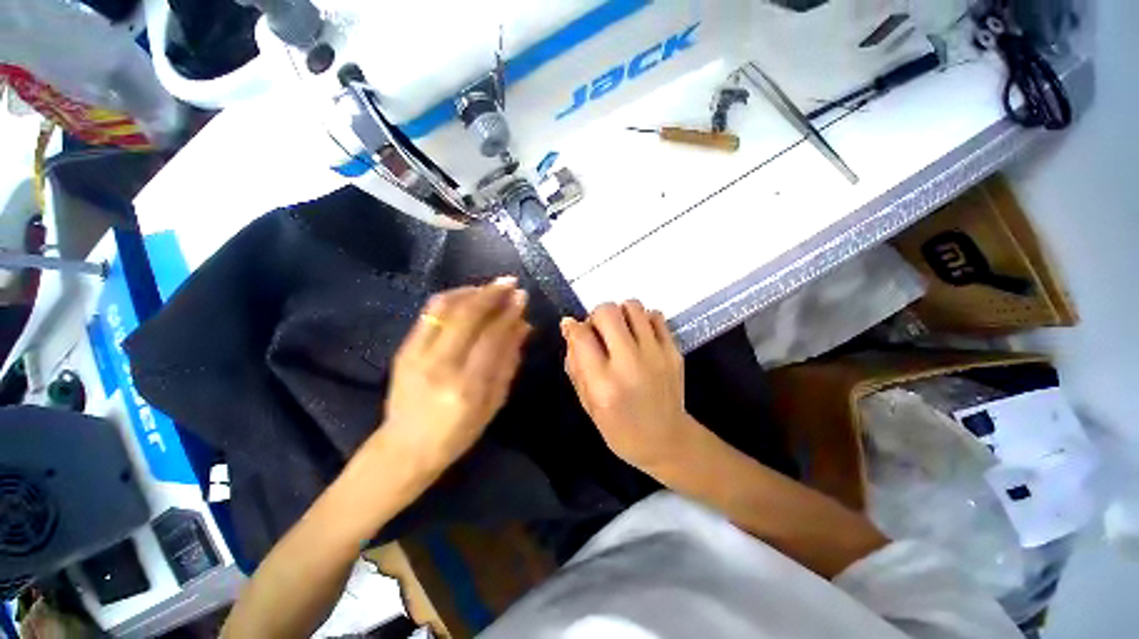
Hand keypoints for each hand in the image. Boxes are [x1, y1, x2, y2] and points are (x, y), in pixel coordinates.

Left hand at [378, 278, 530, 476]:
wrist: (405, 448)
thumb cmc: (458, 433)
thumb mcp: (494, 402)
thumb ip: (509, 361)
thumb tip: (523, 325)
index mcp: (467, 386)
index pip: (492, 336)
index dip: (509, 312)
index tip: (522, 297)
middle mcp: (439, 365)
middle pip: (467, 315)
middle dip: (492, 293)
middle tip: (510, 283)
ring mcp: (416, 354)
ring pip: (445, 307)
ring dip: (471, 291)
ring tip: (491, 287)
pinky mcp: (404, 348)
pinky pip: (429, 313)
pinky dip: (452, 298)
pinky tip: (469, 296)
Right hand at [561, 301, 696, 470]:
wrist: (667, 440)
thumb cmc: (620, 429)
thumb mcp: (588, 404)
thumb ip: (576, 365)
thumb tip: (570, 328)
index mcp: (604, 384)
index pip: (582, 336)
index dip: (573, 327)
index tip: (573, 328)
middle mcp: (630, 364)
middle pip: (607, 312)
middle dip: (596, 315)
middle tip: (598, 330)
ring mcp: (656, 355)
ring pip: (633, 306)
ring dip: (620, 313)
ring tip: (620, 330)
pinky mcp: (674, 351)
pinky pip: (656, 315)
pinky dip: (643, 319)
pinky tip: (640, 336)